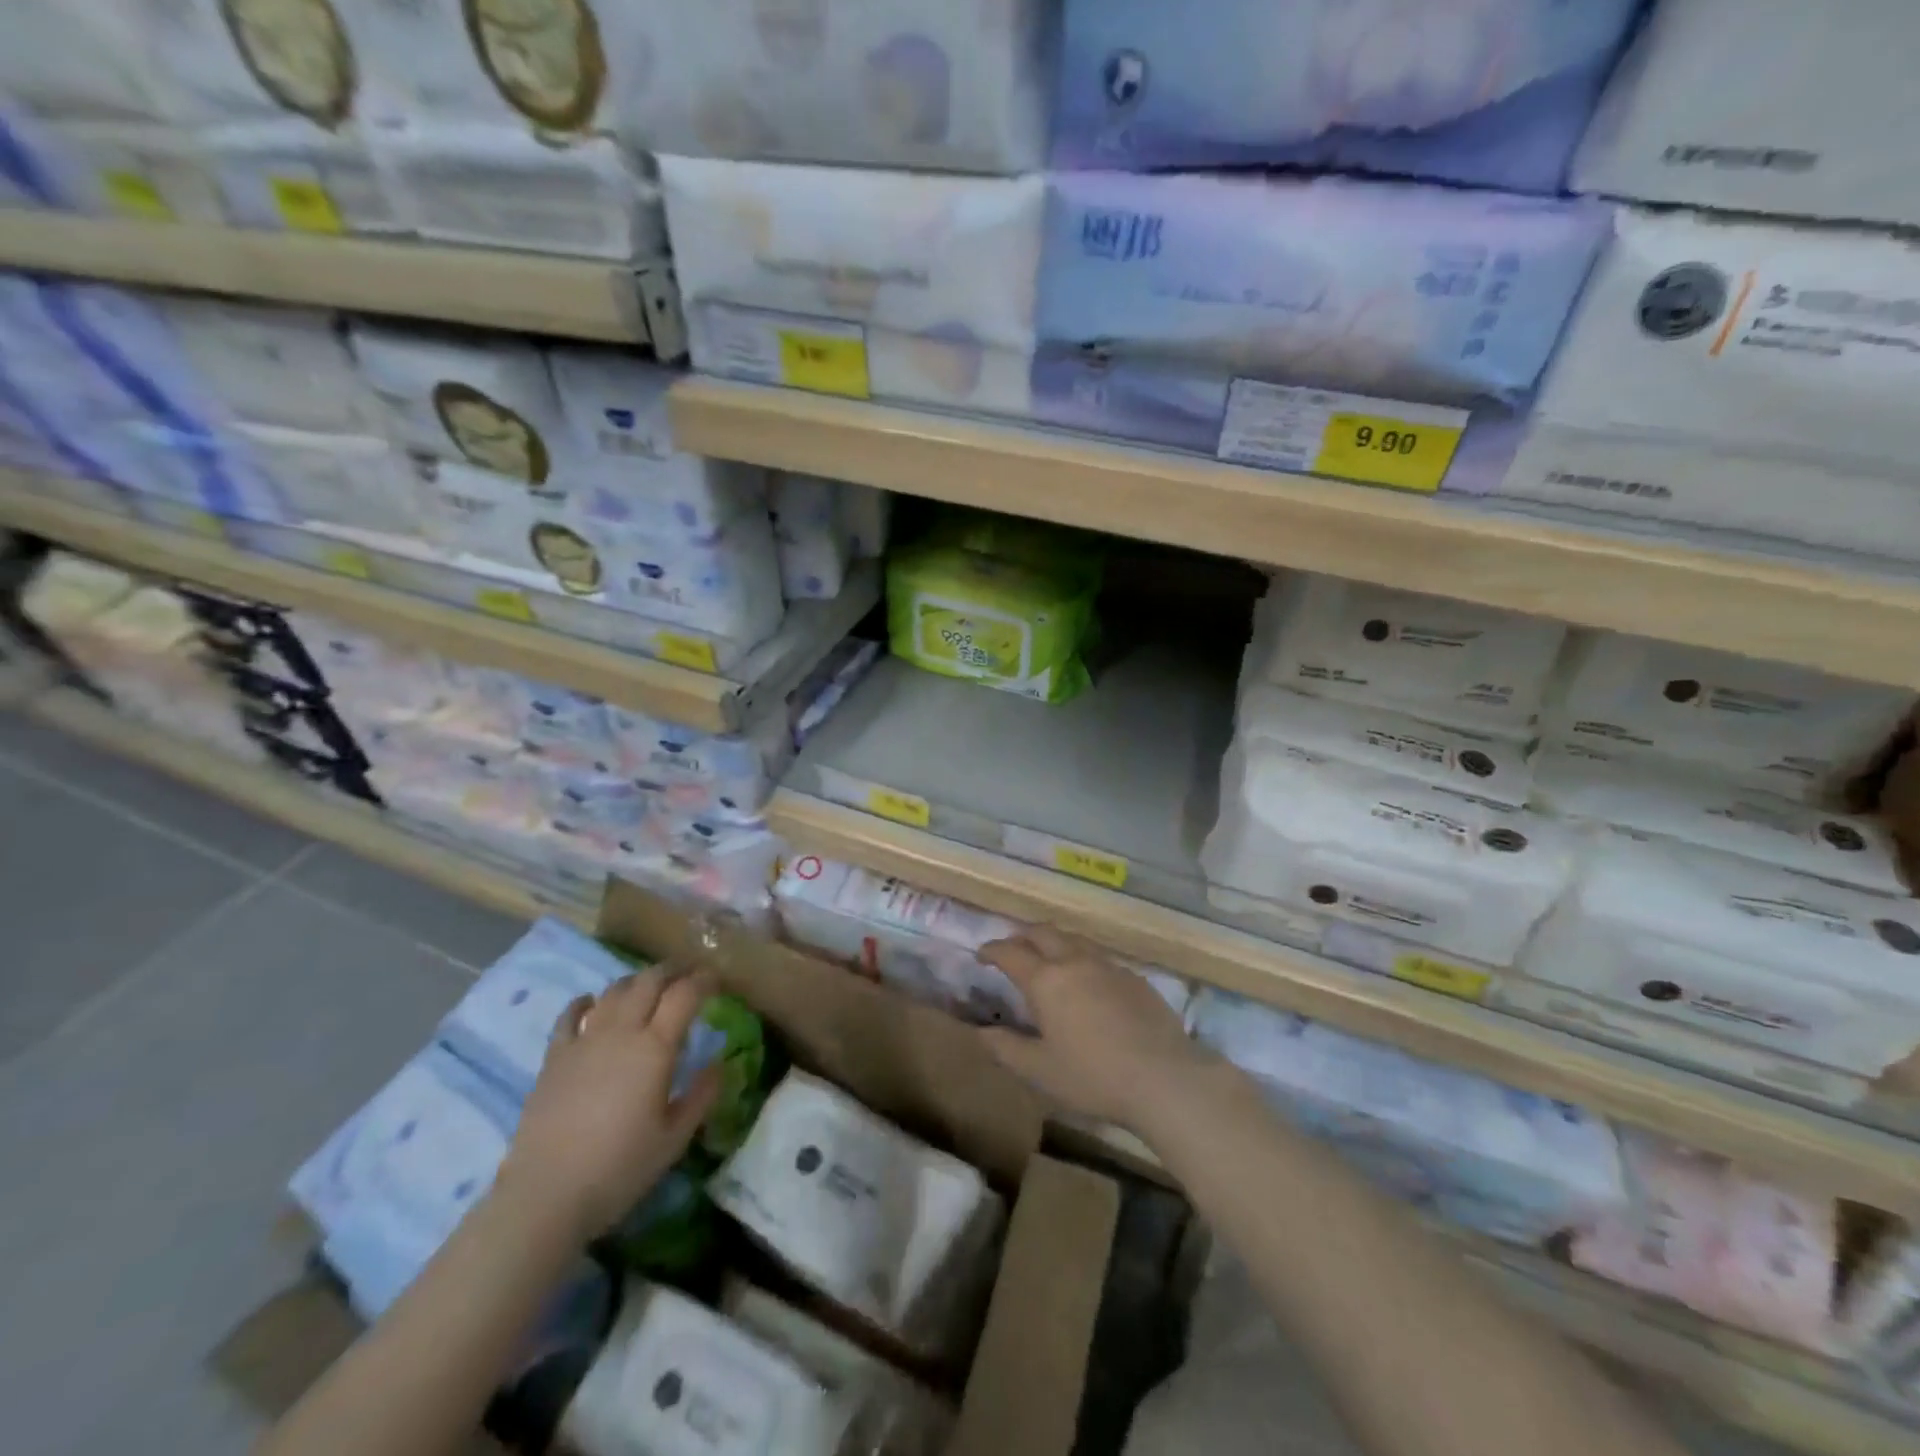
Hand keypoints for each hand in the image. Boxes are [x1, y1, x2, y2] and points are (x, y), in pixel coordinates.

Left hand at [497, 967, 722, 1242]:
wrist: (545, 1196)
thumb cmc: (619, 1169)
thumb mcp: (674, 1139)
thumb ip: (701, 1096)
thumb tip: (719, 1063)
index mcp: (655, 1048)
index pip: (685, 995)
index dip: (704, 980)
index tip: (716, 979)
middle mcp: (621, 1032)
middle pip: (649, 981)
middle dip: (672, 971)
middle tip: (688, 974)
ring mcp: (584, 1041)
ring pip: (614, 991)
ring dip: (636, 982)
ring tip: (648, 988)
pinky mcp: (554, 1057)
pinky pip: (570, 1015)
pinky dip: (585, 1002)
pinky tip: (592, 1003)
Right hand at [978, 926, 1212, 1131]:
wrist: (1164, 1078)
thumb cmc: (1093, 1077)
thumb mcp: (1040, 1071)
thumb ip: (1006, 1048)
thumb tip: (980, 1031)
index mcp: (1046, 981)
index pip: (1010, 952)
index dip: (992, 950)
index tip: (982, 955)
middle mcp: (1075, 962)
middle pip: (1043, 933)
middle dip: (1022, 936)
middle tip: (1013, 950)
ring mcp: (1108, 966)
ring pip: (1074, 939)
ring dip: (1054, 943)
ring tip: (1049, 960)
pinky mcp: (1134, 977)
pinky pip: (1100, 958)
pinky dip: (1083, 960)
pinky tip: (1089, 984)